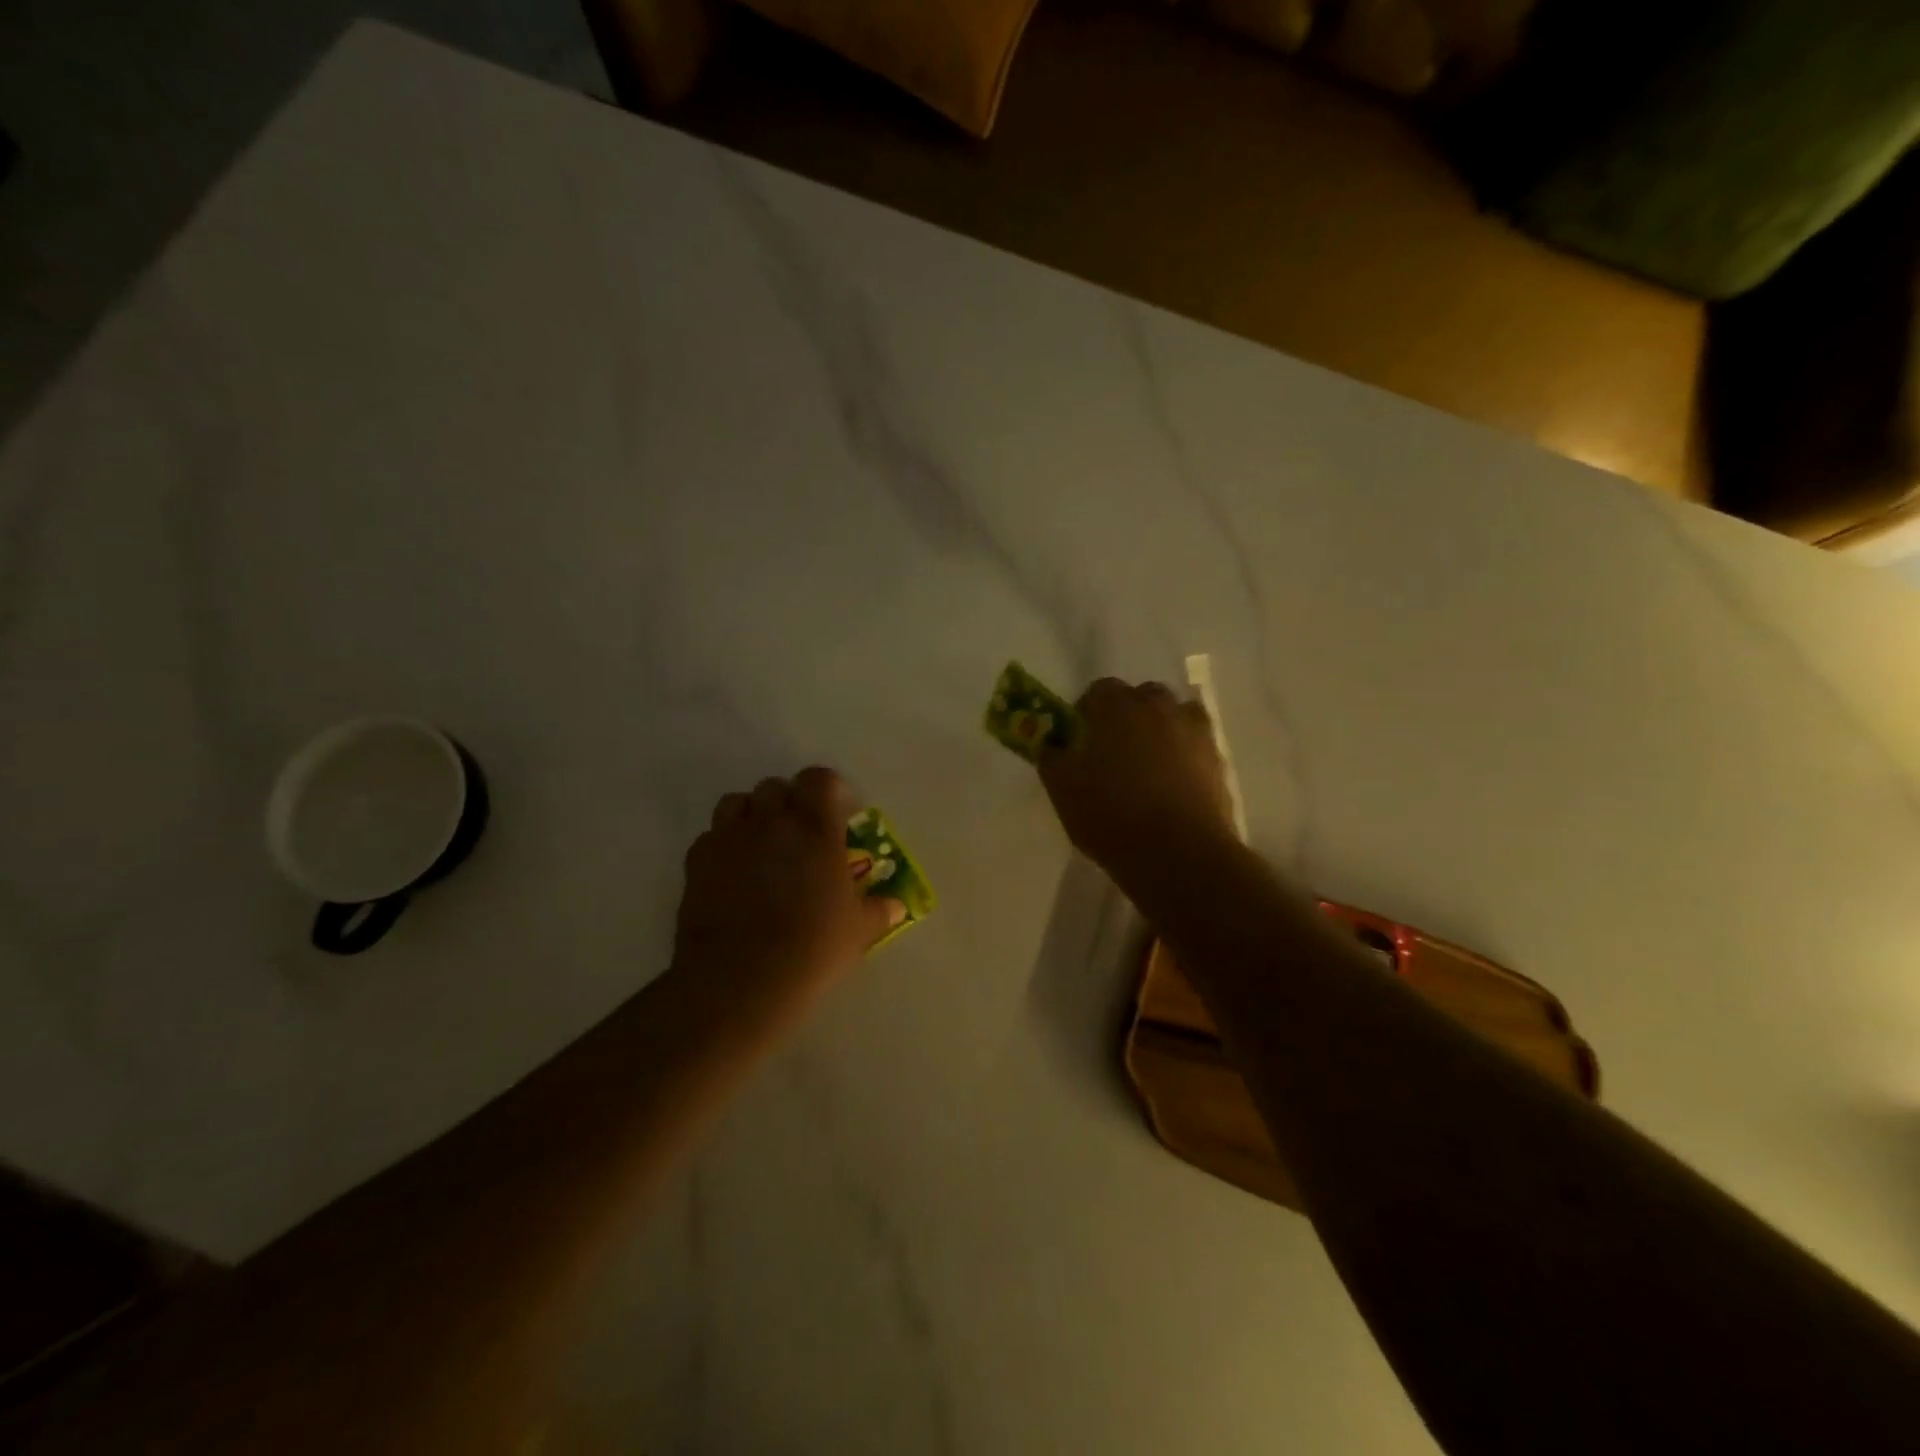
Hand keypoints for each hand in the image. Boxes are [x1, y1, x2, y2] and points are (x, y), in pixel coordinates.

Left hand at [672, 767, 899, 1006]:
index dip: (829, 789)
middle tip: (799, 834)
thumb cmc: (810, 949)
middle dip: (789, 803)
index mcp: (816, 829)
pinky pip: (712, 836)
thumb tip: (897, 906)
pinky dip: (724, 845)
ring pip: (738, 802)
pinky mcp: (697, 860)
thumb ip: (878, 911)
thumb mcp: (858, 931)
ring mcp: (730, 838)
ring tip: (762, 845)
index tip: (838, 813)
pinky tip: (733, 874)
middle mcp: (772, 822)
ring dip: (752, 815)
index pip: (820, 779)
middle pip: (777, 786)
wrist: (739, 980)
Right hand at [1038, 678, 1236, 887]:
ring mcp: (1194, 732)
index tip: (1081, 739)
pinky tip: (1174, 785)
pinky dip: (1185, 754)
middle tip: (1115, 750)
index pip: (1099, 690)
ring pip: (1175, 716)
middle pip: (1142, 696)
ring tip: (1149, 765)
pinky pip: (1197, 745)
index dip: (1087, 711)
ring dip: (1161, 729)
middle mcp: (1159, 708)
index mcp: (1117, 707)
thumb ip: (1052, 758)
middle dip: (1128, 714)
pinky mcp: (1218, 760)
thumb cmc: (1110, 816)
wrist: (1178, 854)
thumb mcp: (1062, 790)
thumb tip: (1052, 744)